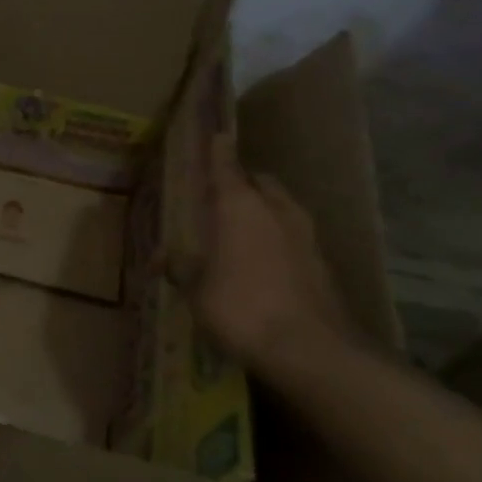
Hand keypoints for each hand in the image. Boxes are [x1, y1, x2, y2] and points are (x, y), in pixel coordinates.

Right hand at [189, 133, 352, 367]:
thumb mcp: (197, 290)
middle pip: (259, 181)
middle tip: (220, 193)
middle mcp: (274, 210)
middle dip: (242, 181)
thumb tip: (160, 258)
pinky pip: (293, 234)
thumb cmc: (240, 308)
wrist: (310, 348)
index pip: (226, 166)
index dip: (218, 151)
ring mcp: (304, 234)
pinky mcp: (321, 260)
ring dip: (262, 208)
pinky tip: (263, 259)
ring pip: (280, 206)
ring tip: (240, 227)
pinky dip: (277, 237)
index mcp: (239, 207)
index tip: (216, 134)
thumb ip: (181, 268)